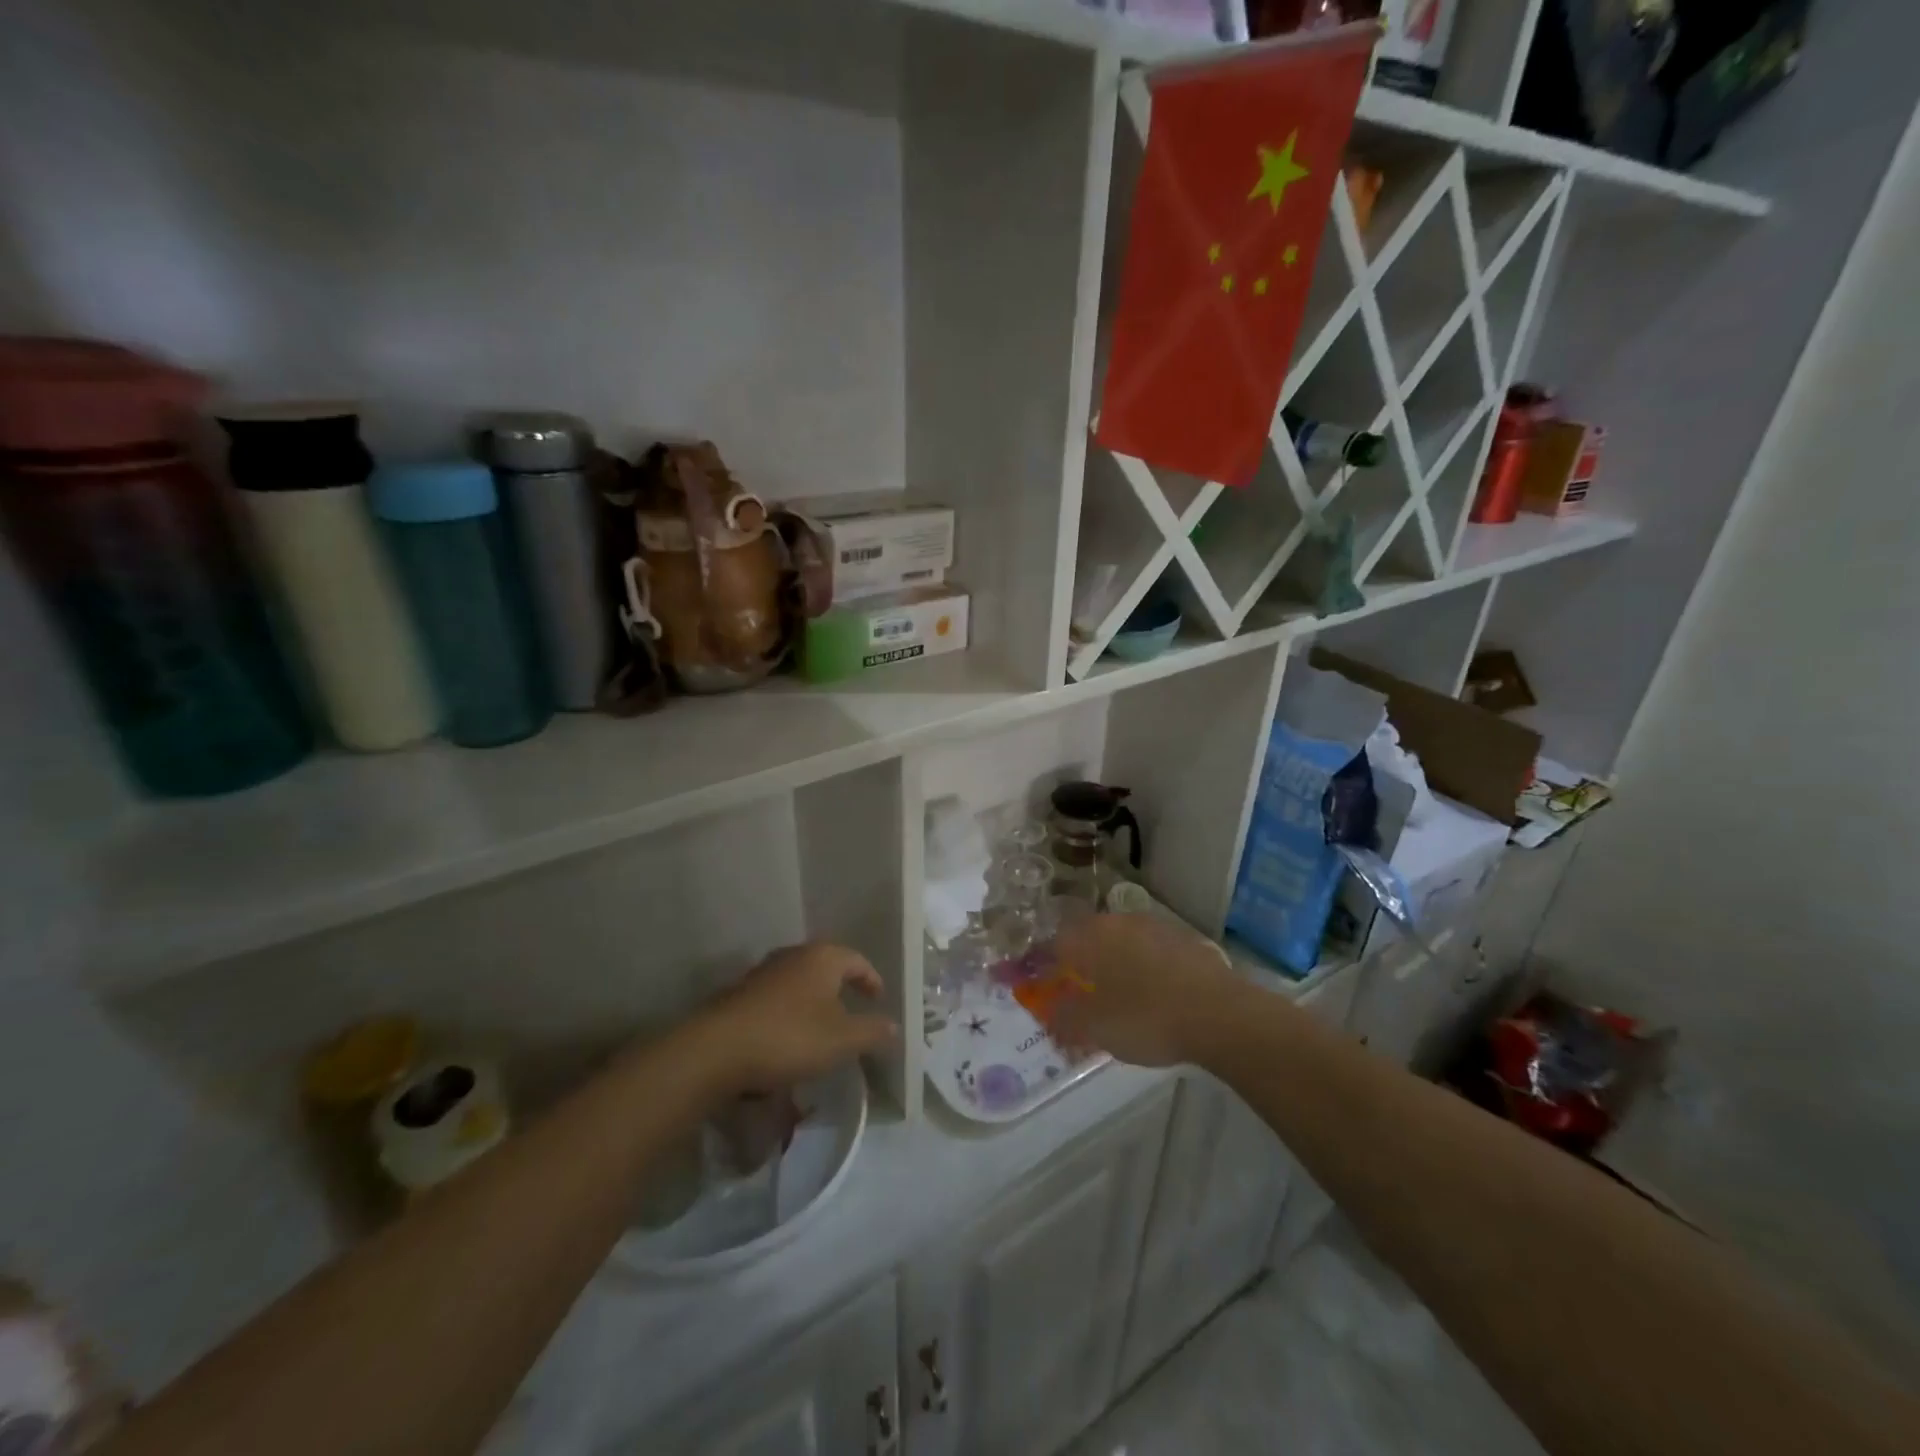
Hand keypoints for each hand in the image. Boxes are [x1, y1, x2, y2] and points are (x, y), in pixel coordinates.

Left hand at [697, 943, 898, 1092]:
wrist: (717, 1050)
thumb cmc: (790, 1037)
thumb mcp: (842, 1040)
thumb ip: (873, 1032)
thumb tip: (895, 1026)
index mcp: (822, 957)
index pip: (857, 960)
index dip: (871, 979)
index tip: (878, 999)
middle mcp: (793, 956)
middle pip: (825, 966)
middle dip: (840, 988)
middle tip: (852, 1011)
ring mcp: (762, 973)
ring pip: (798, 982)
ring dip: (813, 1002)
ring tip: (821, 1028)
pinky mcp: (740, 995)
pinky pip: (776, 1000)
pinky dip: (789, 1014)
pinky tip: (787, 1040)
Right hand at [1050, 913, 1245, 1067]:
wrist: (1220, 1014)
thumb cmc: (1146, 1018)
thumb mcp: (1096, 1029)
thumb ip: (1065, 1021)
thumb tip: (1050, 1016)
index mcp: (1091, 938)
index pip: (1054, 943)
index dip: (1042, 964)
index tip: (1038, 982)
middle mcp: (1119, 922)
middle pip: (1088, 937)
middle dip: (1078, 961)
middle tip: (1076, 989)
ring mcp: (1154, 927)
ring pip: (1121, 942)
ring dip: (1112, 962)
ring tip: (1115, 993)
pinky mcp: (1184, 940)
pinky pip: (1150, 951)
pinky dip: (1142, 967)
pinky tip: (1151, 993)